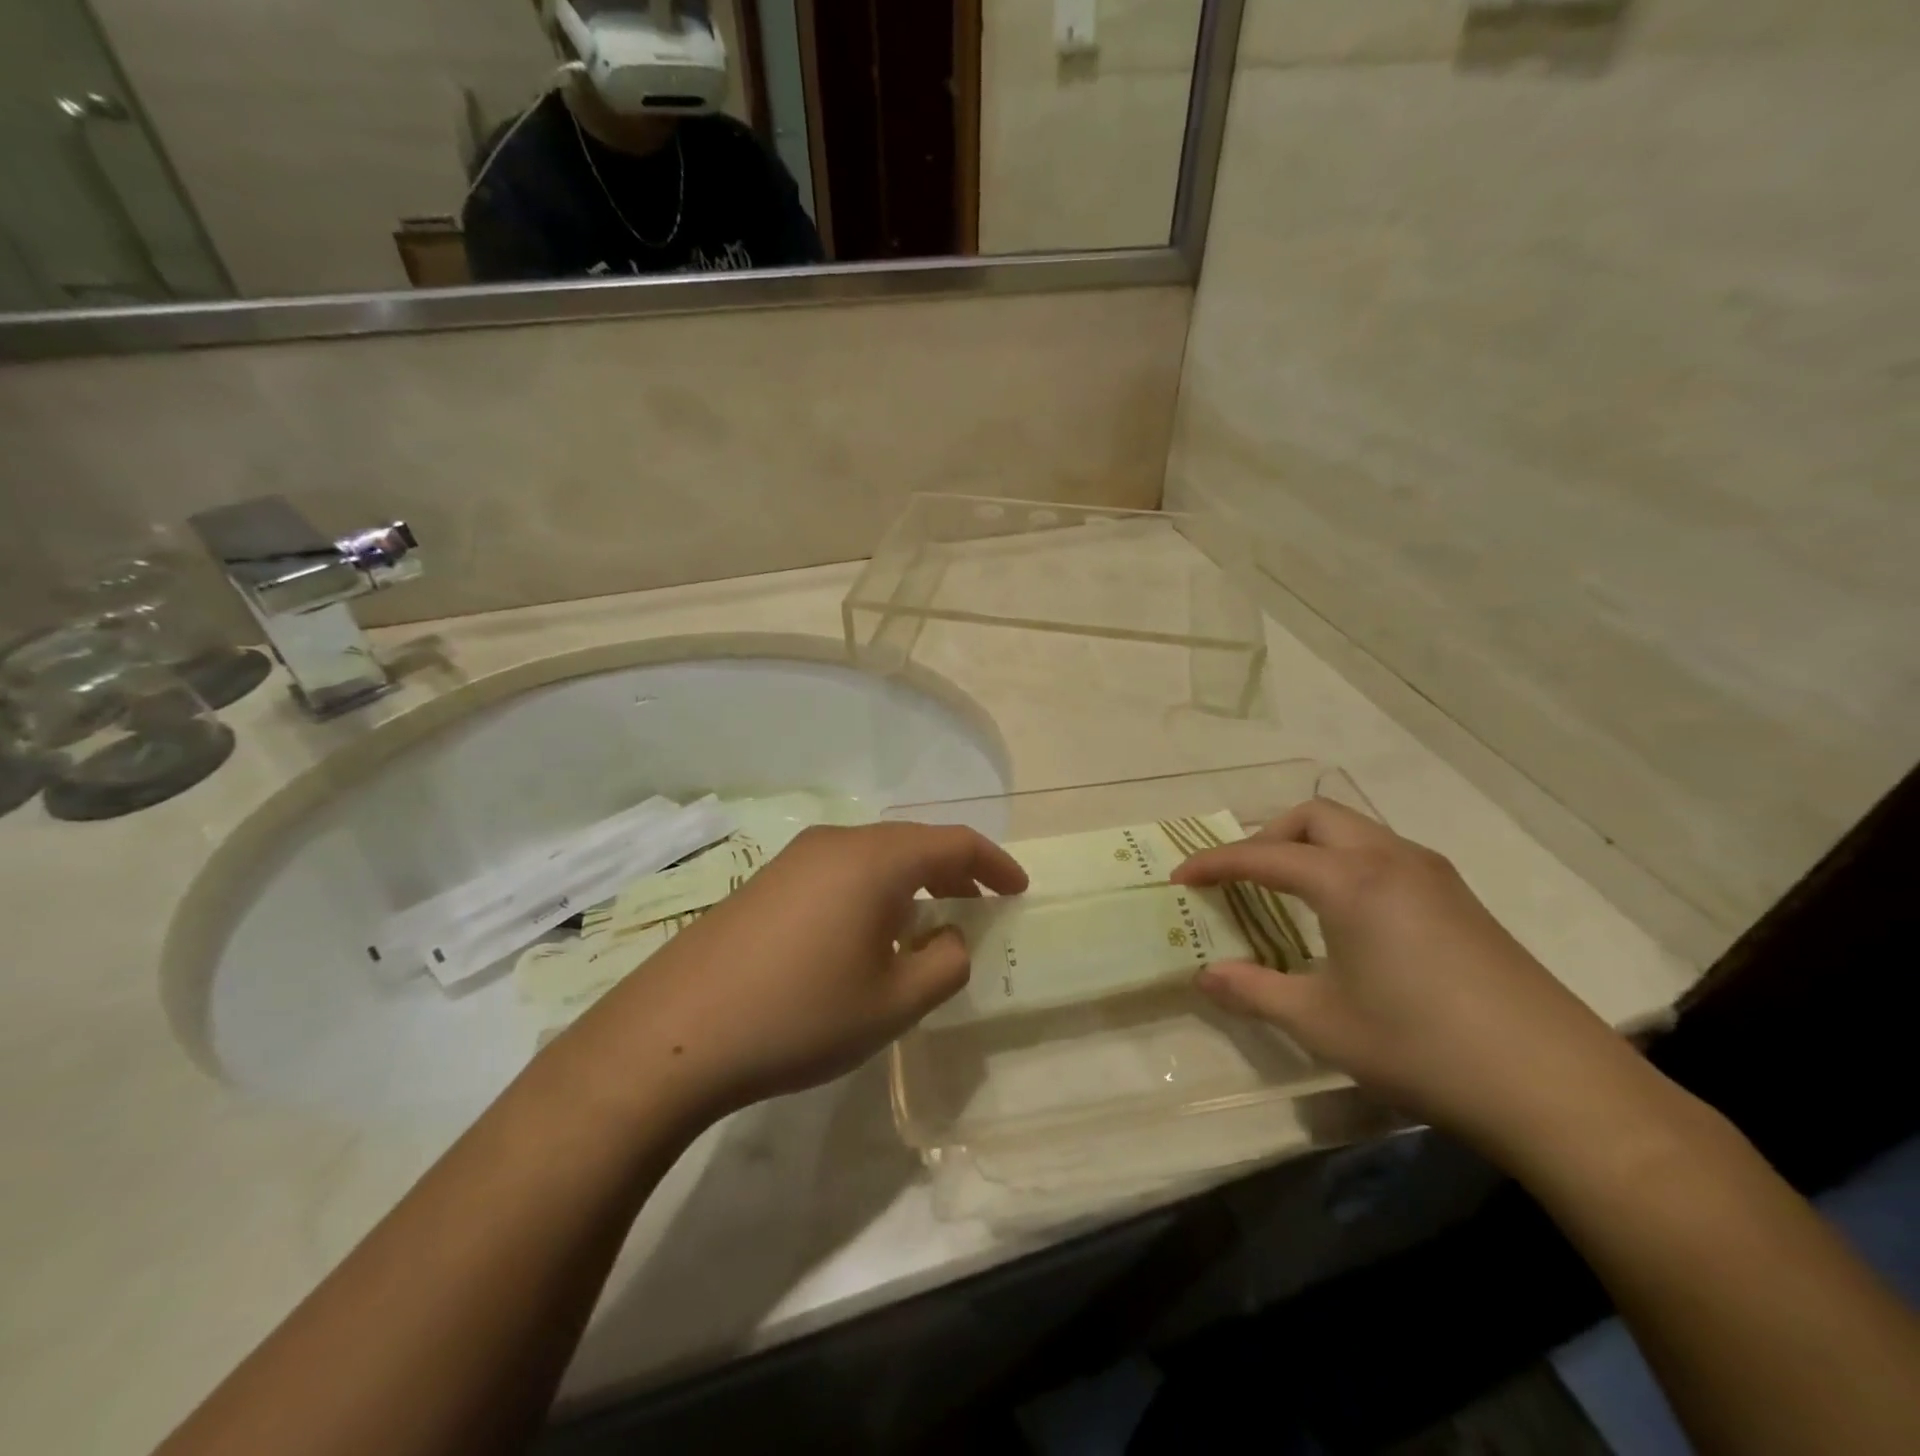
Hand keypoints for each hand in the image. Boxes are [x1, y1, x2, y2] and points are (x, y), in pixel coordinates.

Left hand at [579, 822, 1027, 1119]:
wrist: (675, 1032)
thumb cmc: (800, 1014)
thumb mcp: (893, 1002)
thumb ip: (944, 964)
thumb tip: (950, 937)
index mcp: (875, 860)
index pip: (953, 842)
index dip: (994, 863)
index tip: (1018, 891)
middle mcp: (837, 843)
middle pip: (913, 843)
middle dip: (954, 871)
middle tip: (981, 905)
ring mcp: (795, 859)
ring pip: (874, 858)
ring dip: (912, 882)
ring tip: (930, 922)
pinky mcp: (766, 882)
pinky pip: (840, 873)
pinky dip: (874, 892)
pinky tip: (868, 934)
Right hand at [1172, 799, 1647, 1154]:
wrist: (1558, 1087)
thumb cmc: (1422, 1046)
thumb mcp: (1321, 1023)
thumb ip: (1253, 991)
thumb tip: (1204, 976)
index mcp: (1349, 880)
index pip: (1263, 856)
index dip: (1214, 863)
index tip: (1180, 878)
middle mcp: (1390, 859)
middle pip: (1315, 816)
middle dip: (1267, 836)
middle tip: (1243, 879)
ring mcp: (1434, 875)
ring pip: (1355, 831)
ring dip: (1311, 847)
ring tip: (1290, 894)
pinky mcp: (1461, 899)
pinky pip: (1385, 855)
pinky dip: (1347, 864)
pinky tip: (1349, 917)